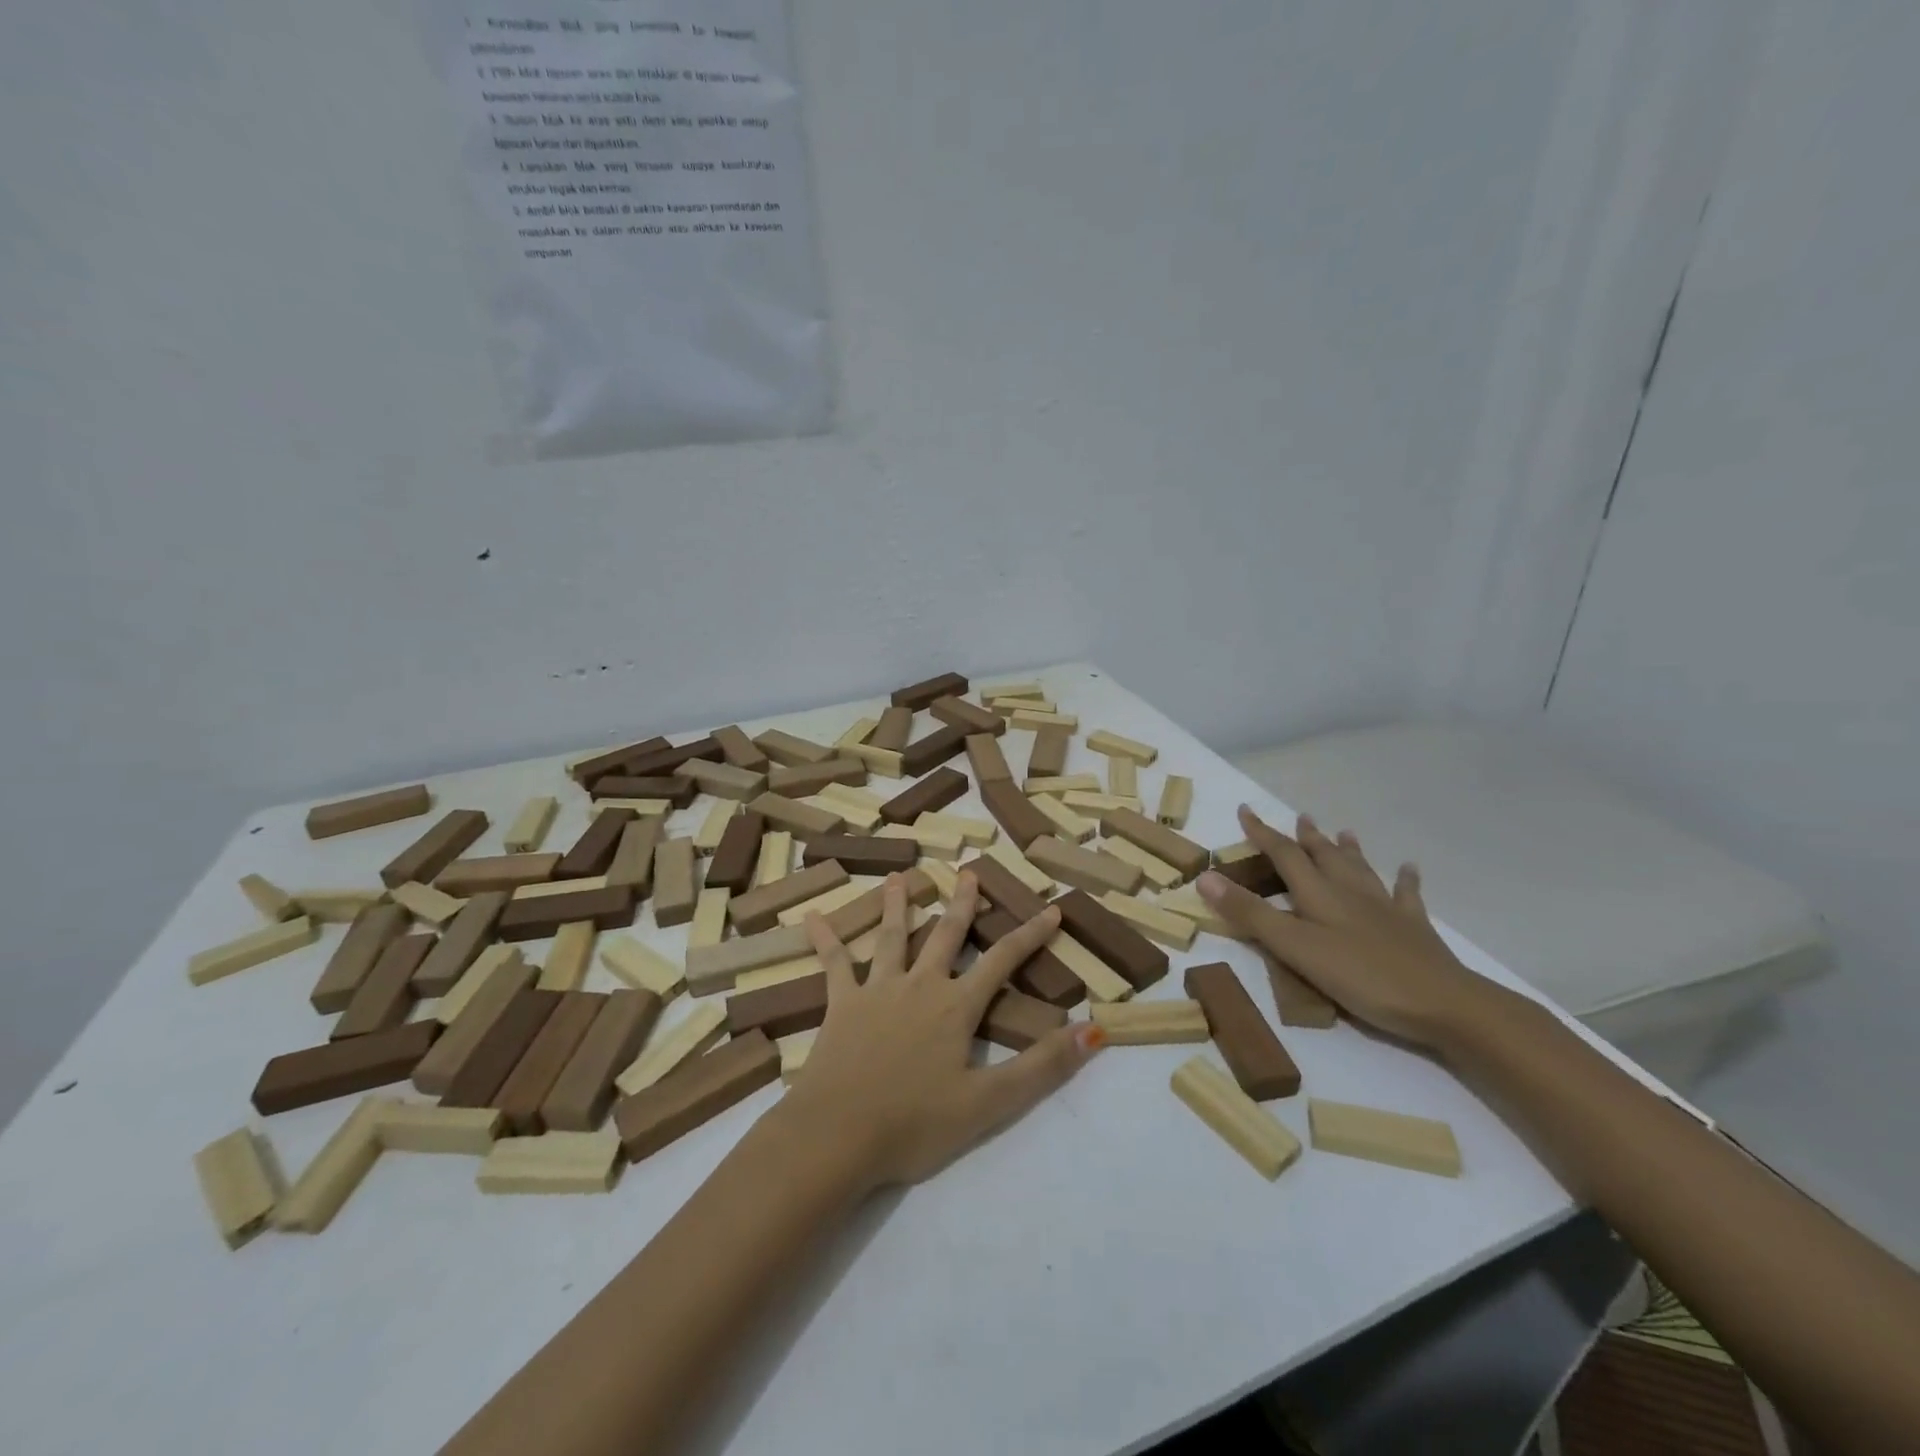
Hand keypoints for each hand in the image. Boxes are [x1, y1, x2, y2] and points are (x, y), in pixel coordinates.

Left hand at [787, 871, 1104, 1187]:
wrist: (838, 1134)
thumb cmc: (915, 1124)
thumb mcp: (989, 1103)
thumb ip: (1042, 1066)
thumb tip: (1094, 1030)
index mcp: (956, 1007)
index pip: (1003, 961)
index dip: (1030, 936)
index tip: (1051, 911)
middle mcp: (920, 986)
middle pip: (946, 936)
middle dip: (962, 904)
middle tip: (968, 871)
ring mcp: (877, 990)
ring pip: (891, 937)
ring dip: (896, 905)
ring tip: (898, 877)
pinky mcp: (841, 1004)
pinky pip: (834, 964)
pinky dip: (825, 939)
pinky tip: (813, 916)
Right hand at [1197, 806, 1511, 1050]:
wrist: (1445, 1004)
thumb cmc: (1362, 976)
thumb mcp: (1295, 948)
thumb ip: (1250, 914)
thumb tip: (1204, 877)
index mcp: (1319, 894)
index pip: (1285, 855)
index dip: (1263, 833)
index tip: (1246, 810)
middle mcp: (1350, 892)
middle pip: (1324, 856)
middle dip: (1306, 837)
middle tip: (1299, 817)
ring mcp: (1386, 908)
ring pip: (1361, 869)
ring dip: (1348, 849)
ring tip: (1343, 831)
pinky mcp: (1414, 929)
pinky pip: (1408, 895)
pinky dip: (1406, 879)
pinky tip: (1409, 868)